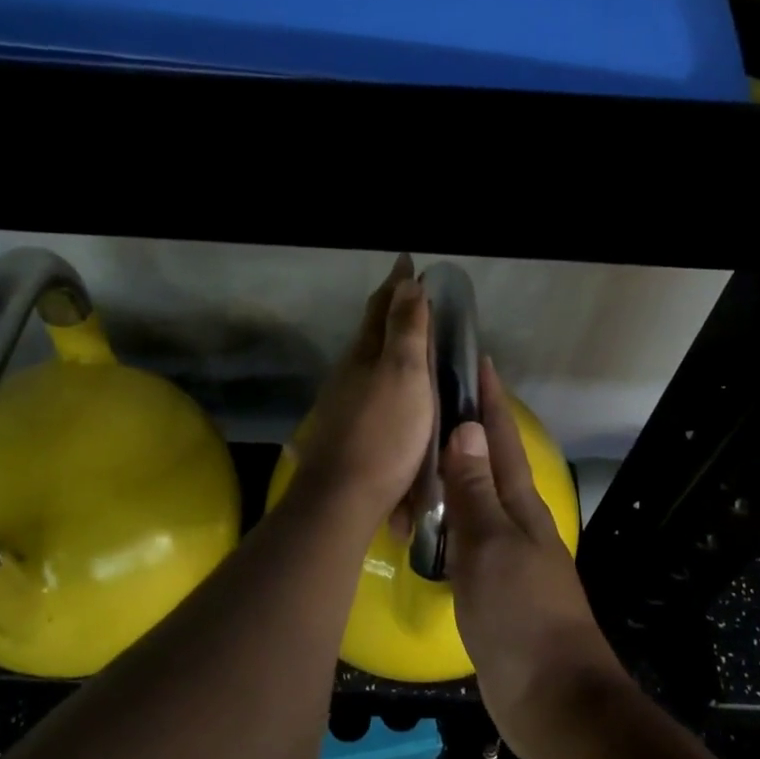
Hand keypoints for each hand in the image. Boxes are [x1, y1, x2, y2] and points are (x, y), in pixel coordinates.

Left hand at [288, 255, 433, 535]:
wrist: (344, 497)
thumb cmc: (384, 433)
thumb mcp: (405, 375)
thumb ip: (406, 330)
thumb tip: (407, 282)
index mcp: (365, 354)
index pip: (381, 307)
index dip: (397, 284)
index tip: (407, 261)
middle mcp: (349, 373)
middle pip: (372, 333)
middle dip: (392, 312)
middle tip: (415, 298)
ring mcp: (344, 404)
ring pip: (369, 364)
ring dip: (389, 348)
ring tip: (413, 344)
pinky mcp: (347, 432)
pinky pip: (371, 393)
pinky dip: (388, 381)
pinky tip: (396, 394)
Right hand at [441, 359, 628, 758]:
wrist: (551, 697)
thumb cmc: (521, 615)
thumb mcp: (490, 547)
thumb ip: (474, 491)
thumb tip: (463, 429)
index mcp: (520, 506)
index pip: (501, 440)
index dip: (489, 401)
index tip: (476, 361)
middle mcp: (516, 522)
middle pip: (490, 464)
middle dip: (468, 428)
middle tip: (434, 399)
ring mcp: (506, 556)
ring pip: (476, 499)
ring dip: (454, 472)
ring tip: (420, 449)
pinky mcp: (493, 587)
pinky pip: (465, 538)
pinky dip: (447, 519)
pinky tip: (427, 519)